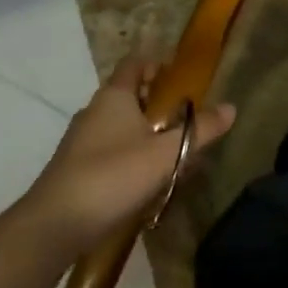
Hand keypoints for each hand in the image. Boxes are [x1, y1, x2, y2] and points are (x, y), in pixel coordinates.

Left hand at [26, 56, 236, 253]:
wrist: (55, 224)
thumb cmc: (114, 175)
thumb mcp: (166, 153)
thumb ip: (200, 130)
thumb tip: (231, 107)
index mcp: (114, 96)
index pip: (135, 63)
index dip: (158, 64)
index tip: (182, 77)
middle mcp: (94, 110)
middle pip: (129, 94)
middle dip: (157, 103)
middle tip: (185, 119)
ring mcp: (81, 140)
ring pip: (119, 125)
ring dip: (144, 132)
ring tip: (172, 153)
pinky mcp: (75, 167)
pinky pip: (109, 149)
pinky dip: (129, 155)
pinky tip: (146, 180)